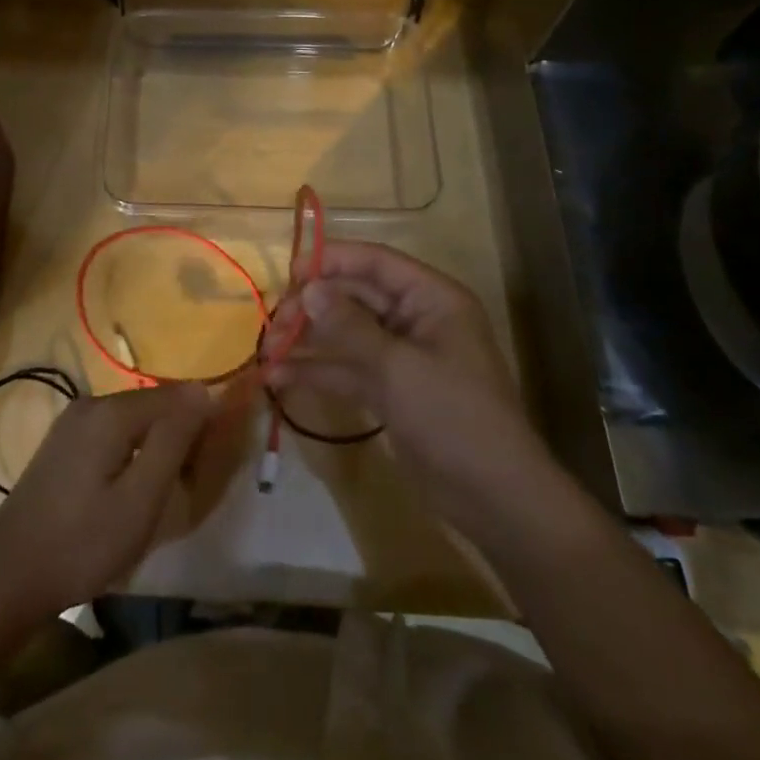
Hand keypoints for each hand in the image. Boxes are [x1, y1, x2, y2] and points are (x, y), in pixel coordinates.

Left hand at [0, 383, 213, 637]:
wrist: (8, 576)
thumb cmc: (82, 544)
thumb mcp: (140, 500)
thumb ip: (174, 440)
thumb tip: (204, 391)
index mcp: (110, 412)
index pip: (176, 395)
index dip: (202, 420)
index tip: (213, 461)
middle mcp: (91, 403)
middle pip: (153, 404)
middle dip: (179, 434)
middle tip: (187, 484)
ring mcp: (72, 421)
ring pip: (134, 419)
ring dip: (157, 444)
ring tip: (162, 492)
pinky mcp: (63, 442)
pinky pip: (113, 432)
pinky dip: (133, 450)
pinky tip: (130, 488)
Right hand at [267, 241, 552, 531]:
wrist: (494, 498)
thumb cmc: (453, 416)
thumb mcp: (397, 367)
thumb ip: (348, 326)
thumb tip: (308, 288)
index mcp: (431, 299)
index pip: (375, 262)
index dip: (332, 261)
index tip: (289, 272)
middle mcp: (416, 319)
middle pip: (354, 296)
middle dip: (312, 306)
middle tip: (273, 323)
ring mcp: (401, 356)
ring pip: (345, 333)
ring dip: (307, 339)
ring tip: (265, 350)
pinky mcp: (390, 390)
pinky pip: (347, 369)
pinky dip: (317, 371)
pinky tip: (279, 378)